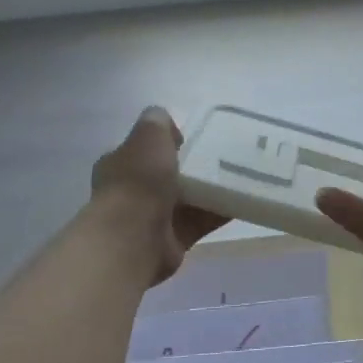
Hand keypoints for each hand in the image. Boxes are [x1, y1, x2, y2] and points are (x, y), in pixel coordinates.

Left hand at [88, 107, 226, 285]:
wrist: (134, 238)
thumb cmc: (138, 181)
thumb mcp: (148, 137)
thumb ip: (157, 123)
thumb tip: (165, 122)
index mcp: (121, 164)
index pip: (144, 148)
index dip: (167, 142)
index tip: (195, 139)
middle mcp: (133, 191)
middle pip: (168, 174)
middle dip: (193, 167)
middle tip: (224, 157)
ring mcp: (153, 218)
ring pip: (188, 198)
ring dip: (210, 190)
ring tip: (240, 176)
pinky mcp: (173, 240)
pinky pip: (201, 221)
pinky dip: (220, 212)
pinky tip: (242, 201)